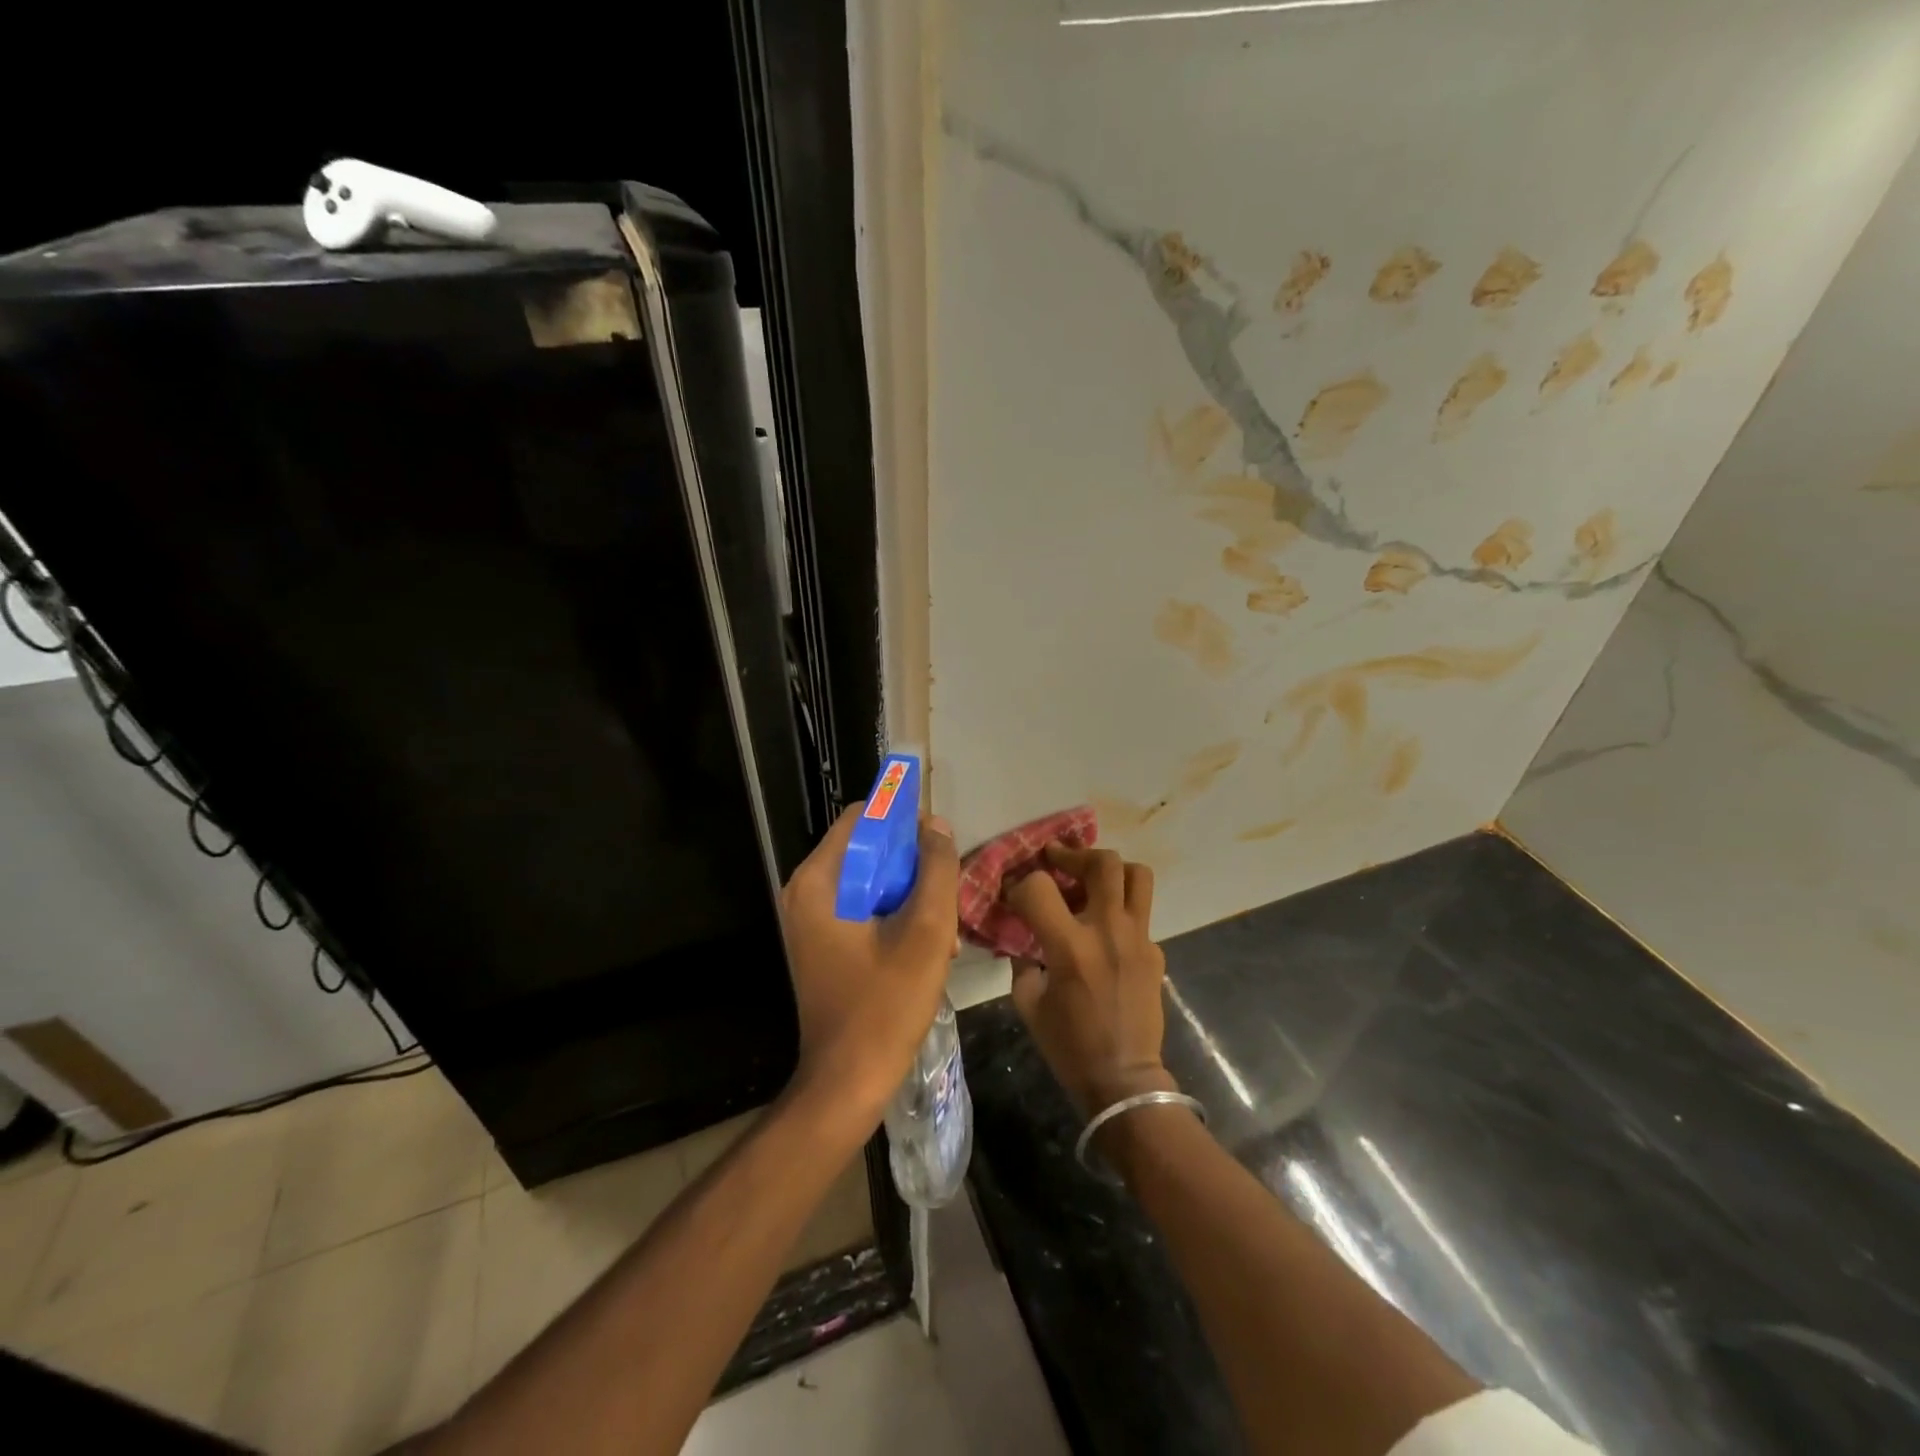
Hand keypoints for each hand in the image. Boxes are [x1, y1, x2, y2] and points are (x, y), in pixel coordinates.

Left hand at [779, 806, 960, 1130]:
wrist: (846, 1082)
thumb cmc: (886, 1005)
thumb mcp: (926, 932)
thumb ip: (936, 870)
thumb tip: (935, 825)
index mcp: (819, 881)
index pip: (863, 818)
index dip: (904, 823)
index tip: (939, 847)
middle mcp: (806, 892)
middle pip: (867, 850)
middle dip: (911, 866)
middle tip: (945, 897)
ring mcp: (810, 920)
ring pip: (869, 881)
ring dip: (909, 895)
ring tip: (943, 931)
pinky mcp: (821, 943)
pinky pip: (862, 909)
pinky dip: (893, 916)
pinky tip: (925, 949)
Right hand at [1007, 845, 1175, 1116]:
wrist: (1124, 1080)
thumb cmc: (1069, 1046)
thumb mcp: (1028, 1004)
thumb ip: (1023, 962)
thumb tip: (1023, 937)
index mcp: (1071, 946)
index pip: (1039, 887)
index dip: (1019, 884)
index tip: (1014, 894)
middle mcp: (1109, 931)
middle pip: (1102, 863)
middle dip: (1074, 854)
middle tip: (1057, 860)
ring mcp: (1139, 939)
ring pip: (1136, 875)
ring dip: (1111, 870)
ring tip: (1091, 880)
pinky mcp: (1155, 952)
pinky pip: (1141, 914)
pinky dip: (1121, 911)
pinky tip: (1106, 933)